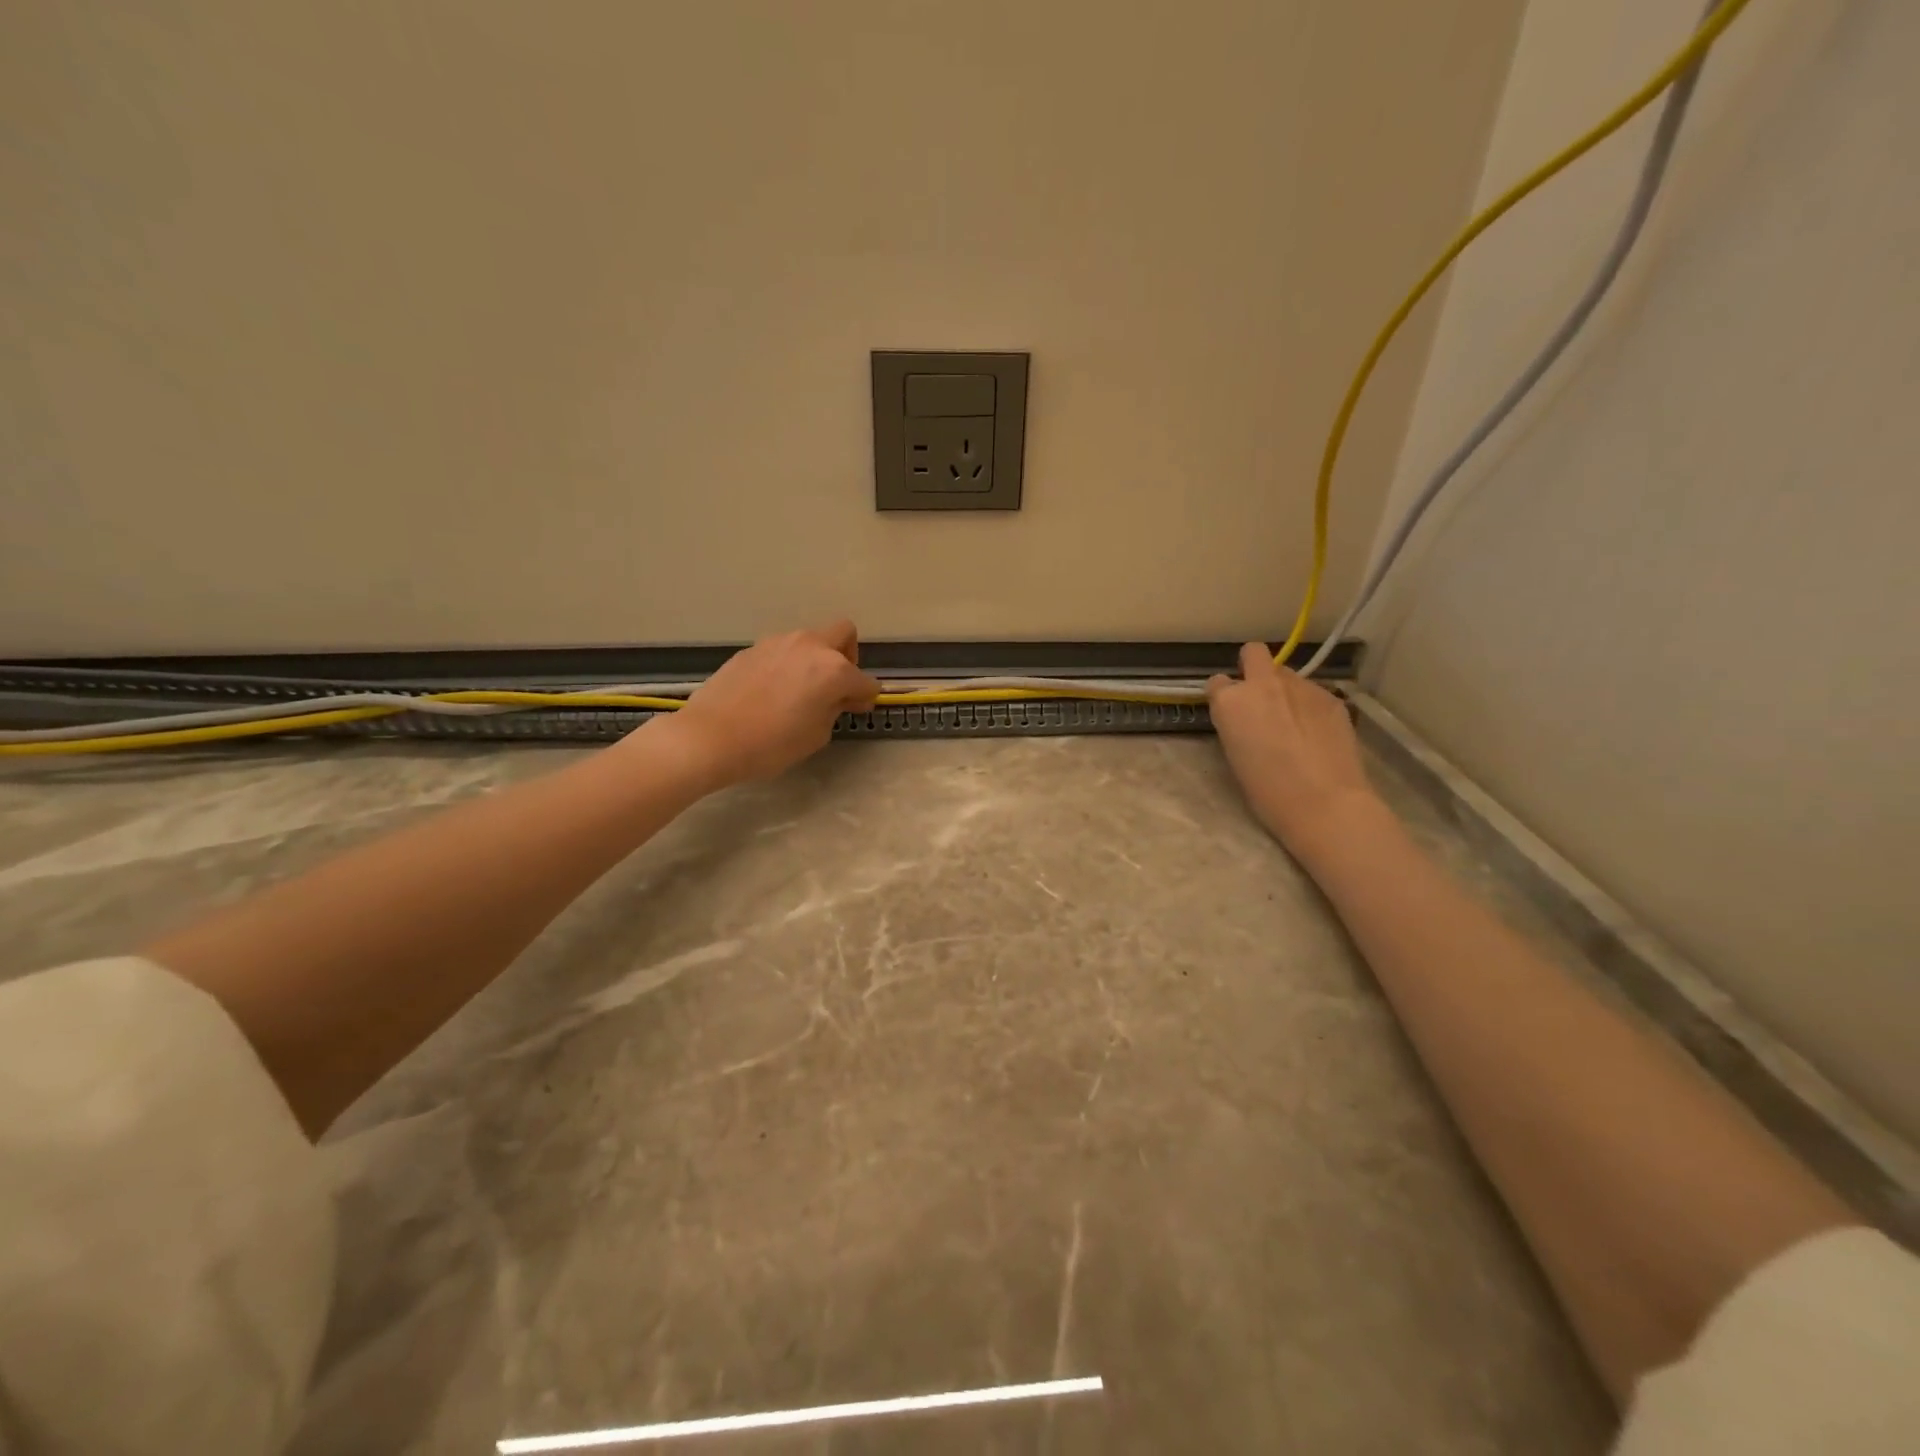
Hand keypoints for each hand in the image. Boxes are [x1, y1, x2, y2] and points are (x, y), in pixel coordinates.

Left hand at [662, 621, 879, 786]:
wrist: (711, 737)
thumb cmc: (771, 744)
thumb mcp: (816, 734)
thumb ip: (835, 709)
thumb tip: (842, 697)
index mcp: (833, 669)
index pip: (865, 680)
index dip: (866, 696)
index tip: (858, 708)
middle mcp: (810, 646)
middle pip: (844, 634)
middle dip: (848, 656)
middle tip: (835, 685)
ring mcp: (779, 642)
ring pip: (810, 640)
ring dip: (815, 659)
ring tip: (801, 690)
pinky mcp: (753, 648)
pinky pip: (783, 651)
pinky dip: (788, 664)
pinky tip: (773, 691)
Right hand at [1207, 643, 1380, 855]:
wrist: (1325, 802)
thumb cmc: (1268, 792)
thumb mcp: (1235, 755)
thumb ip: (1236, 724)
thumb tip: (1246, 717)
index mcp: (1231, 702)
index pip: (1217, 682)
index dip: (1224, 696)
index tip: (1232, 712)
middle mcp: (1263, 684)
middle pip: (1254, 653)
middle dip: (1253, 667)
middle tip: (1260, 697)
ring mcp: (1301, 686)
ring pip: (1287, 674)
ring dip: (1285, 689)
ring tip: (1295, 722)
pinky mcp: (1331, 696)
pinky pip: (1313, 692)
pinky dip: (1310, 706)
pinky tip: (1318, 732)